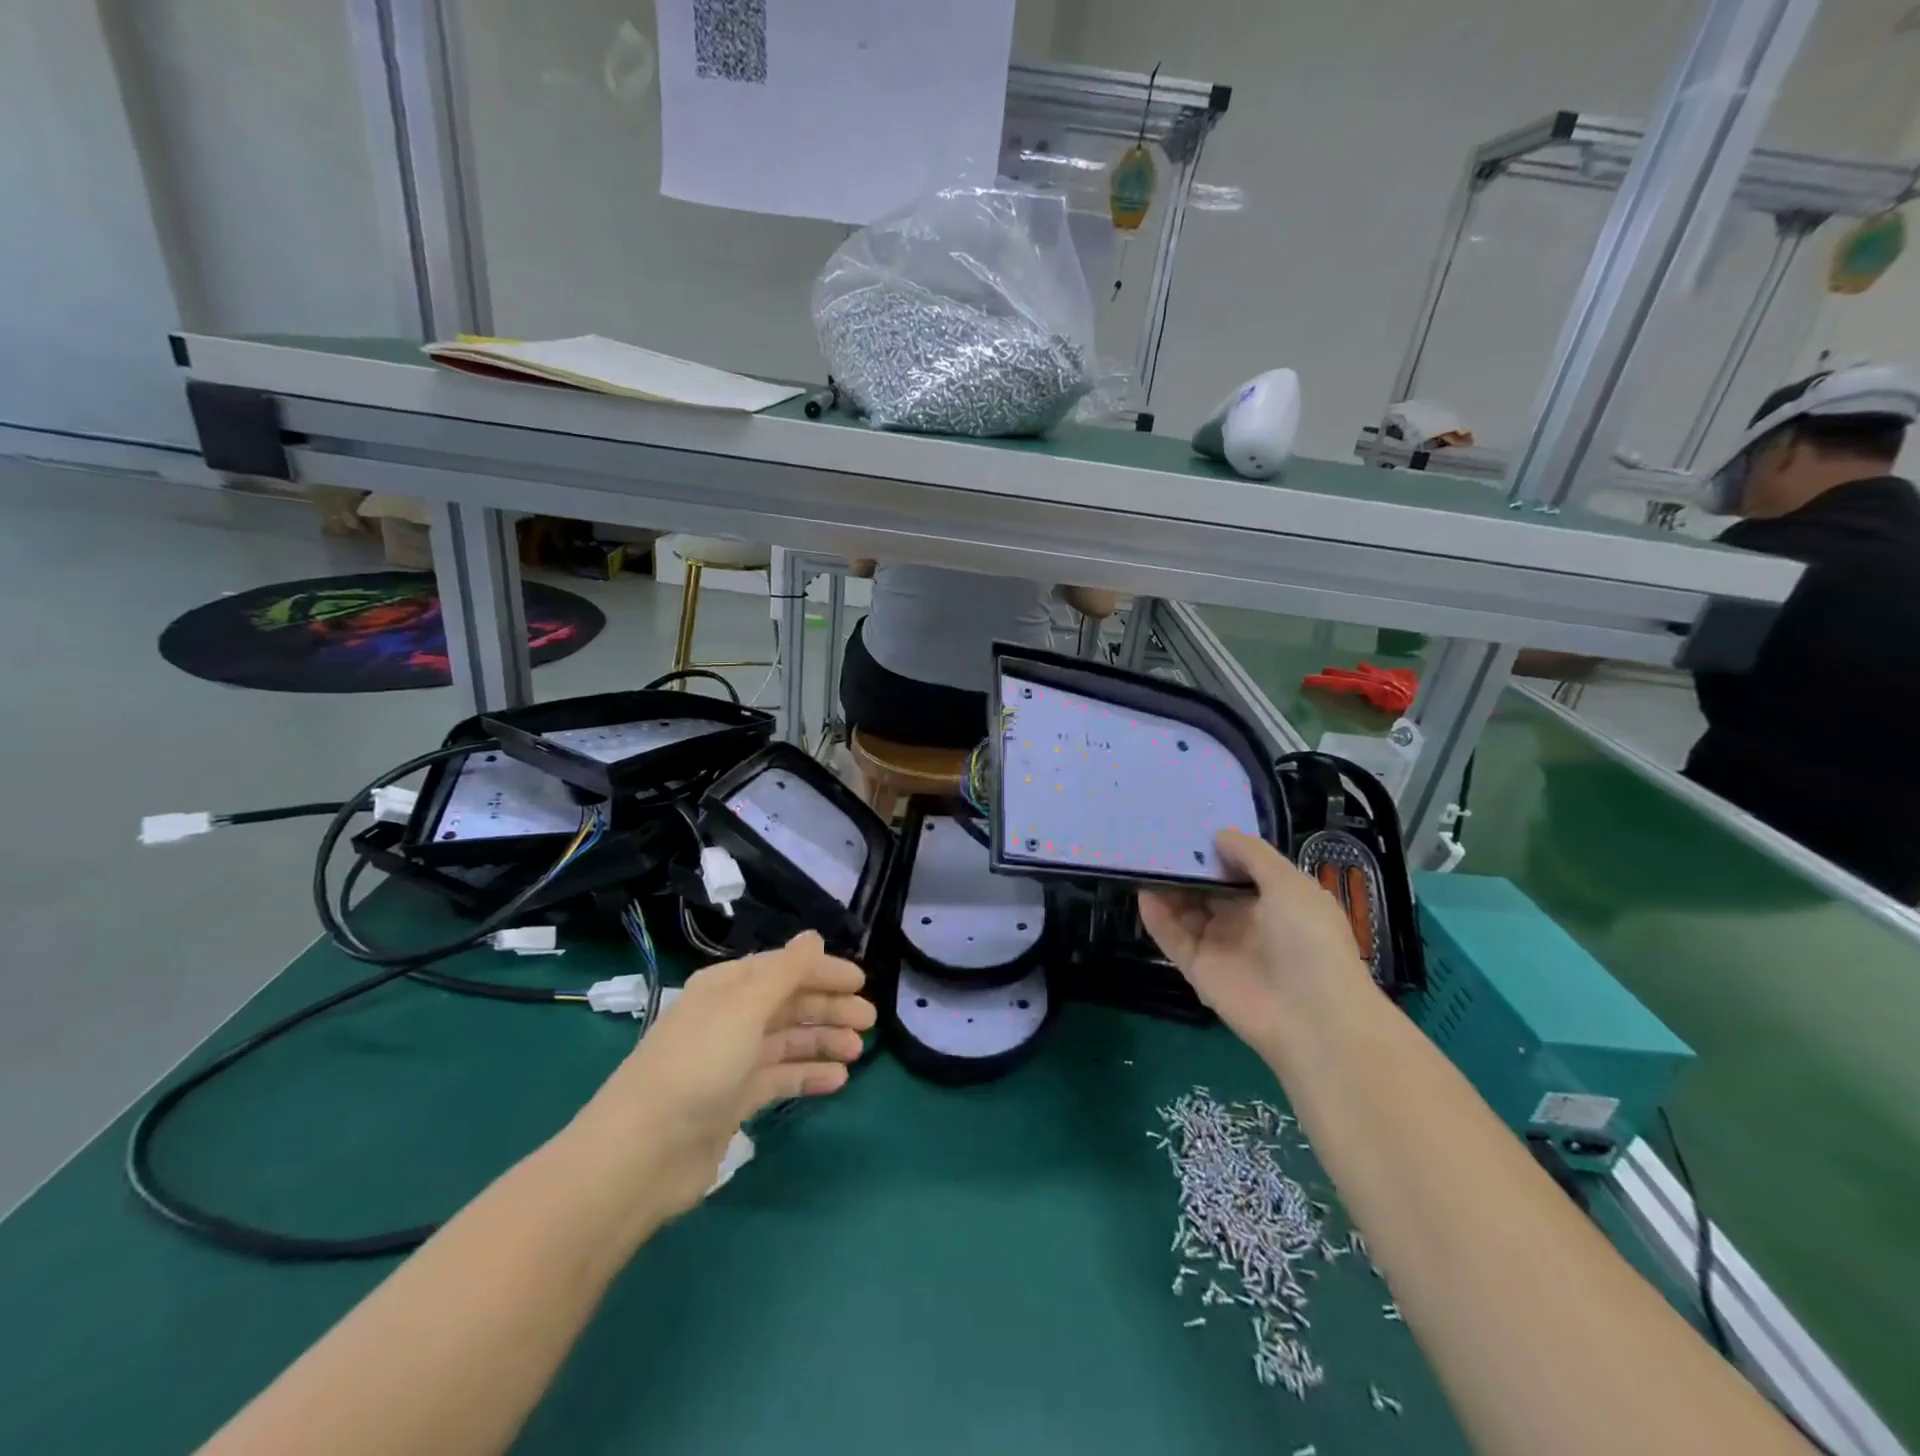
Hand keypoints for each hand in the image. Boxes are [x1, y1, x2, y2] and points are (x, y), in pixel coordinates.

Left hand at [578, 932, 875, 1217]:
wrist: (643, 1153)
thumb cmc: (698, 1065)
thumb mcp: (745, 1008)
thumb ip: (786, 972)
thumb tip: (813, 937)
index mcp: (728, 987)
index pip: (784, 968)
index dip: (824, 972)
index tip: (862, 982)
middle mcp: (730, 1018)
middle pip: (789, 1004)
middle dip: (829, 1008)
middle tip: (870, 1020)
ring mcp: (731, 1061)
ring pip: (788, 1041)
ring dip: (823, 1041)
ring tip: (858, 1051)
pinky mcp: (734, 1101)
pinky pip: (780, 1078)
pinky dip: (808, 1075)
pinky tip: (838, 1080)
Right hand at [1139, 829, 1372, 1060]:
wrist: (1312, 1017)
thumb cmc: (1309, 940)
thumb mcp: (1289, 884)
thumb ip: (1252, 855)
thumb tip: (1219, 834)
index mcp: (1275, 900)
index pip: (1238, 869)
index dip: (1216, 849)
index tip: (1189, 824)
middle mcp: (1245, 920)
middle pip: (1207, 888)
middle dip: (1186, 865)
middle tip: (1155, 835)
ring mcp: (1220, 945)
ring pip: (1184, 909)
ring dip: (1166, 887)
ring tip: (1142, 858)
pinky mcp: (1197, 968)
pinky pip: (1171, 936)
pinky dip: (1156, 916)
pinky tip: (1142, 892)